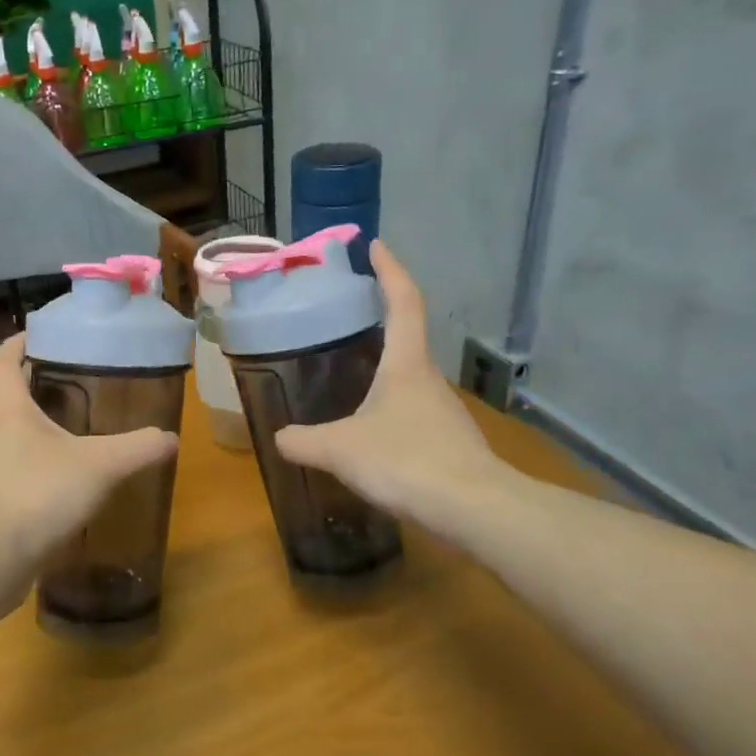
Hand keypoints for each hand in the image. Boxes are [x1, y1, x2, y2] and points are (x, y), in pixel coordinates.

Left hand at [0, 334, 178, 566]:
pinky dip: (36, 471)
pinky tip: (63, 487)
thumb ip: (137, 449)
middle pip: (9, 400)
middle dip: (36, 389)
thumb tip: (170, 438)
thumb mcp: (99, 466)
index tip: (36, 333)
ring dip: (37, 433)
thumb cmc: (38, 493)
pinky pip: (14, 475)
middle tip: (75, 386)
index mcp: (8, 410)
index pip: (2, 362)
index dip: (17, 343)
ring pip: (12, 440)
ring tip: (75, 437)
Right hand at [276, 240, 511, 540]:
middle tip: (346, 315)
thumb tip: (280, 437)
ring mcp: (444, 412)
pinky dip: (390, 408)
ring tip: (349, 374)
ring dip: (384, 368)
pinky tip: (370, 432)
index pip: (403, 301)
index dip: (390, 270)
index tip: (375, 245)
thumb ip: (304, 441)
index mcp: (406, 364)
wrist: (475, 510)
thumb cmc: (406, 462)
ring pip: (410, 379)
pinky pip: (413, 413)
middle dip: (381, 319)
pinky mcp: (450, 443)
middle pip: (408, 337)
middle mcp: (429, 379)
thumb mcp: (340, 450)